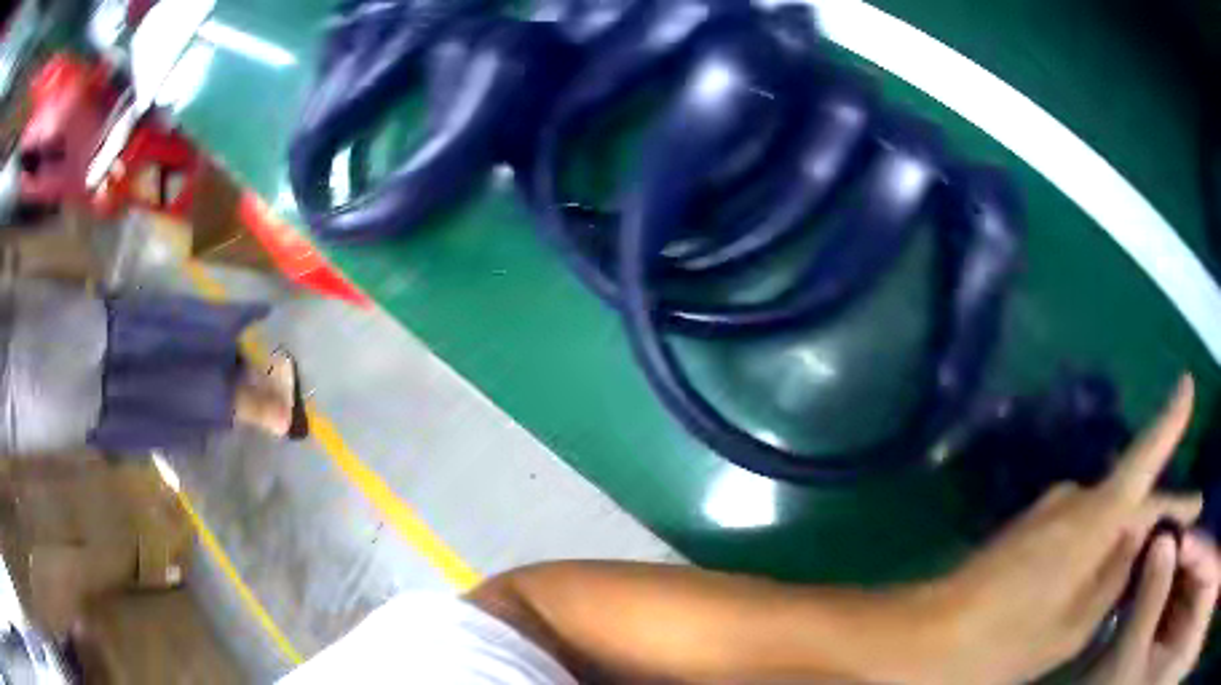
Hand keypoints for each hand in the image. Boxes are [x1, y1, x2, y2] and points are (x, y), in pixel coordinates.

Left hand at [920, 376, 1204, 684]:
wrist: (928, 635)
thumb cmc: (1005, 642)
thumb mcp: (1074, 627)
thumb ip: (1114, 575)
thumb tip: (1137, 534)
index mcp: (1096, 518)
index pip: (1145, 457)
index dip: (1170, 420)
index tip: (1187, 382)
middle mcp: (1076, 498)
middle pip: (1133, 495)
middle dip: (1162, 509)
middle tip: (1188, 516)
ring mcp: (1049, 509)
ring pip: (1108, 512)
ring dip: (1132, 527)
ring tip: (1152, 548)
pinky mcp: (1030, 525)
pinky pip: (1083, 526)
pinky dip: (1102, 539)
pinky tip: (1108, 561)